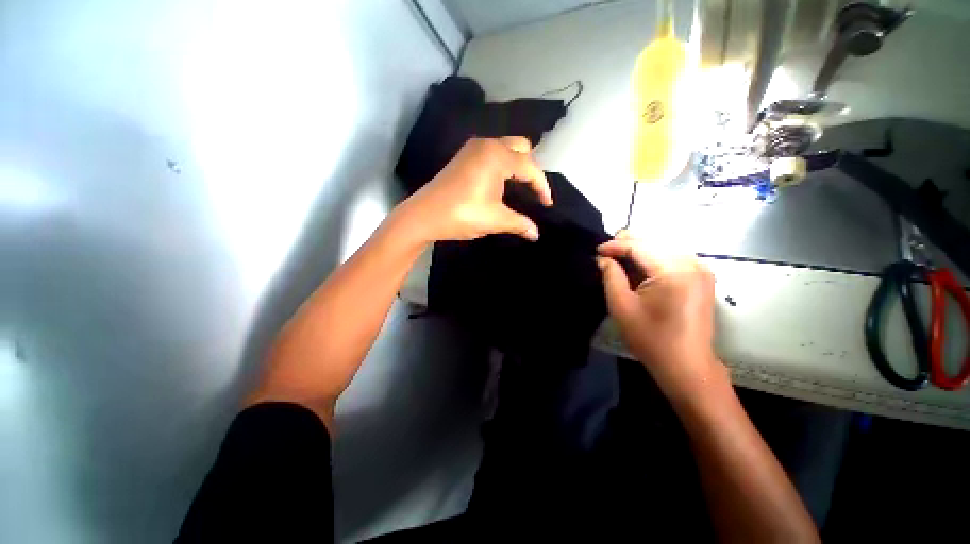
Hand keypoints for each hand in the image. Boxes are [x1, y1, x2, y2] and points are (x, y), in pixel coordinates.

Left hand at [397, 137, 551, 242]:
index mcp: (497, 156)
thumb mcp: (495, 220)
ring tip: (521, 188)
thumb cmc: (462, 215)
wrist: (423, 215)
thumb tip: (536, 234)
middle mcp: (487, 144)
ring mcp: (473, 148)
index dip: (542, 186)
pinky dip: (503, 164)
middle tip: (532, 192)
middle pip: (521, 148)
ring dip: (517, 165)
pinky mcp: (464, 156)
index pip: (530, 167)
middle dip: (531, 169)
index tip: (547, 204)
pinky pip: (492, 153)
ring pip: (506, 148)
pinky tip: (501, 183)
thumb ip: (520, 224)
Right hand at [597, 233, 724, 402]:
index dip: (616, 245)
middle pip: (654, 242)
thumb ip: (611, 276)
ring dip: (641, 249)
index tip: (596, 250)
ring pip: (665, 247)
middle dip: (628, 243)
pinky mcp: (702, 278)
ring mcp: (701, 270)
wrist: (686, 366)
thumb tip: (603, 258)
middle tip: (606, 250)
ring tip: (619, 255)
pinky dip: (654, 257)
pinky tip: (639, 264)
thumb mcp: (622, 306)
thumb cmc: (650, 338)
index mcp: (674, 271)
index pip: (640, 246)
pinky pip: (674, 257)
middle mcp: (692, 264)